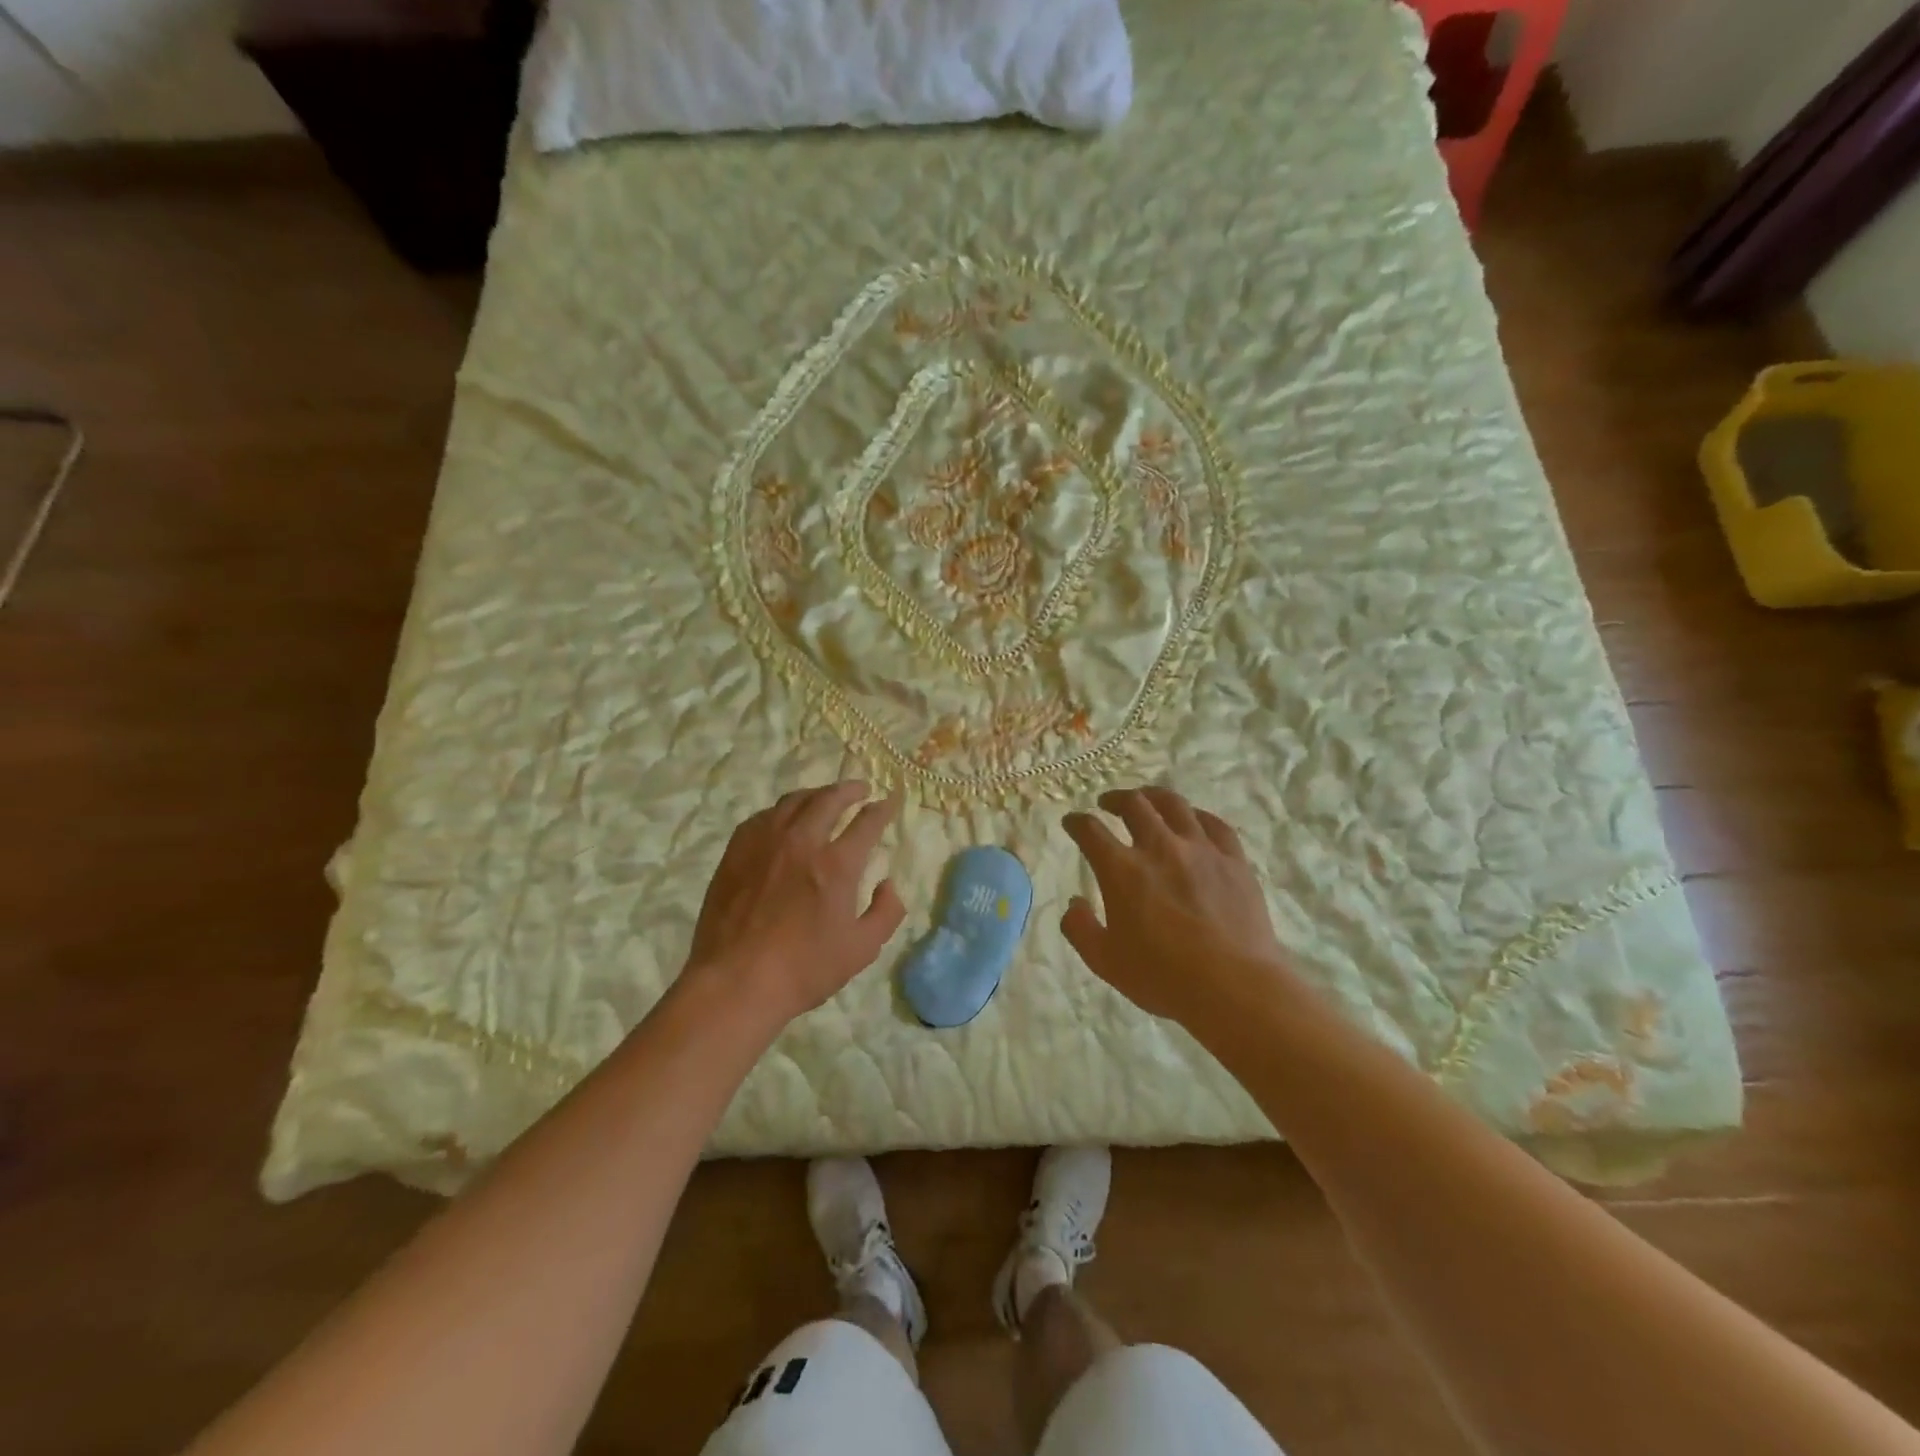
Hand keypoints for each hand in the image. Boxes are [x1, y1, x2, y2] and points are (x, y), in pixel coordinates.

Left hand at [687, 781, 906, 1025]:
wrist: (735, 982)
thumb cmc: (804, 970)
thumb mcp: (862, 949)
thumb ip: (886, 912)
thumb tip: (889, 884)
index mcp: (836, 865)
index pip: (866, 822)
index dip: (882, 808)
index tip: (889, 800)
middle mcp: (802, 842)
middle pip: (828, 799)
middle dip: (850, 789)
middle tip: (860, 789)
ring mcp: (764, 843)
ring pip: (793, 801)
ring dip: (815, 794)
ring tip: (824, 798)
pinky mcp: (736, 852)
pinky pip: (762, 817)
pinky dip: (781, 811)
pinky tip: (783, 819)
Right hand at [1062, 787, 1294, 1033]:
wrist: (1233, 986)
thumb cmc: (1162, 977)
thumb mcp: (1104, 961)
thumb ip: (1080, 929)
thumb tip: (1074, 903)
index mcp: (1121, 870)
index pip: (1090, 830)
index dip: (1077, 822)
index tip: (1072, 823)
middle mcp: (1159, 847)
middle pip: (1134, 804)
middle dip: (1115, 799)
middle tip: (1108, 803)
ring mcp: (1200, 849)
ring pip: (1174, 805)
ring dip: (1154, 796)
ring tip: (1148, 799)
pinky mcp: (1233, 860)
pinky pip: (1215, 824)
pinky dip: (1198, 816)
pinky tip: (1194, 820)